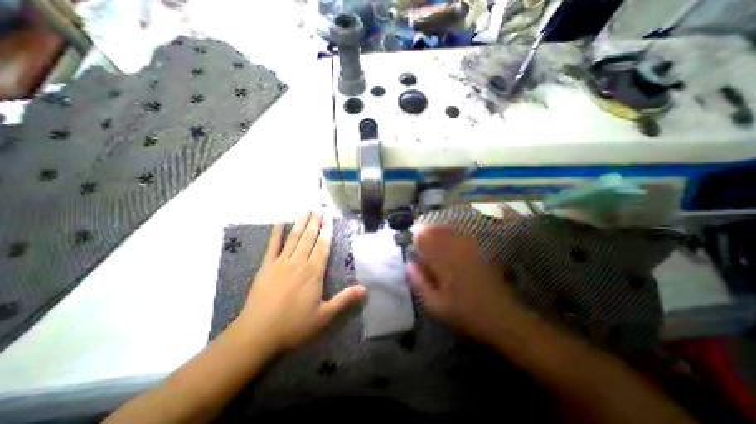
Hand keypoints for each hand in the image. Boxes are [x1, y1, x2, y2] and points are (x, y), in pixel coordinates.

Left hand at [236, 214, 365, 351]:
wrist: (257, 334)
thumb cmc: (294, 325)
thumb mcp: (324, 316)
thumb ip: (345, 300)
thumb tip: (365, 290)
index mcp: (313, 272)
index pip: (323, 247)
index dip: (327, 233)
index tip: (329, 220)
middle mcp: (298, 263)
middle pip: (309, 238)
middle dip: (315, 223)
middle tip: (318, 210)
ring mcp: (281, 263)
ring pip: (293, 238)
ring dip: (300, 223)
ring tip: (305, 211)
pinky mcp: (266, 267)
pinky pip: (272, 247)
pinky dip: (275, 234)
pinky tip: (278, 223)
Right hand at [408, 225, 519, 343]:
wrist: (501, 316)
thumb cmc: (464, 312)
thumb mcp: (436, 304)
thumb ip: (420, 283)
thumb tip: (409, 265)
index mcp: (443, 263)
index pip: (425, 241)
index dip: (415, 237)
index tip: (410, 239)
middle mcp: (455, 251)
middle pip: (436, 232)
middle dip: (425, 230)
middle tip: (418, 232)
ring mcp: (468, 250)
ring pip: (448, 232)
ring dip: (436, 230)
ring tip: (429, 233)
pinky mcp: (477, 252)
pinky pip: (460, 237)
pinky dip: (450, 235)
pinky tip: (447, 239)